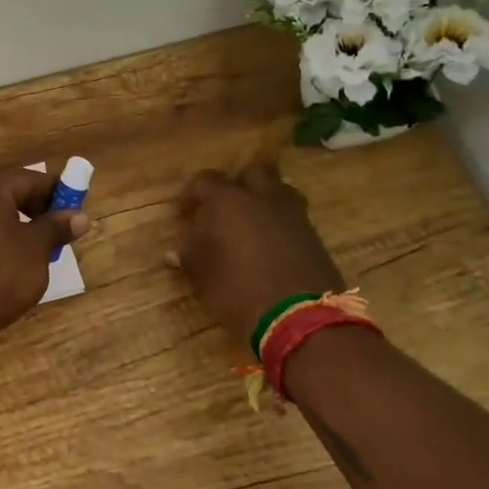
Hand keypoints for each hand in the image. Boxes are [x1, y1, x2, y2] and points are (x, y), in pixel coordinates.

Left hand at [0, 165, 91, 329]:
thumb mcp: (36, 249)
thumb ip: (56, 227)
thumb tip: (80, 216)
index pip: (31, 179)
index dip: (56, 193)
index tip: (74, 212)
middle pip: (8, 192)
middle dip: (34, 208)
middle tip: (55, 231)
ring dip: (14, 223)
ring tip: (33, 248)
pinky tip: (4, 259)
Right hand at [171, 161, 344, 346]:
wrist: (300, 316)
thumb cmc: (239, 288)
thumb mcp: (203, 275)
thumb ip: (189, 257)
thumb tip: (173, 254)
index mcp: (229, 201)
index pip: (205, 180)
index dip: (192, 193)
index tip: (184, 212)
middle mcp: (262, 198)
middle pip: (254, 172)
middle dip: (239, 183)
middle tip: (226, 206)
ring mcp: (293, 215)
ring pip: (280, 190)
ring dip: (265, 200)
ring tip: (253, 222)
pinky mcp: (314, 236)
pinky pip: (294, 217)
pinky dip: (282, 223)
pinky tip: (272, 245)